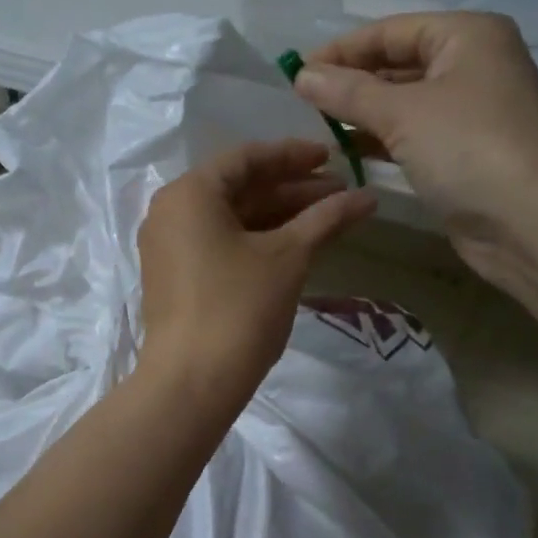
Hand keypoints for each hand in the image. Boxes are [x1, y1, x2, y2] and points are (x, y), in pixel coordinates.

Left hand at [137, 140, 374, 413]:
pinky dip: (257, 240)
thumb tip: (368, 198)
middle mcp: (171, 212)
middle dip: (292, 189)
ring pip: (231, 218)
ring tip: (329, 218)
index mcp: (189, 193)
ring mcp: (169, 246)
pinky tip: (296, 245)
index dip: (293, 156)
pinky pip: (220, 243)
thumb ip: (326, 219)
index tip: (332, 158)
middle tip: (340, 192)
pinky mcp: (175, 277)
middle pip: (239, 188)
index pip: (246, 158)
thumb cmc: (239, 307)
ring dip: (279, 216)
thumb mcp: (288, 257)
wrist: (193, 382)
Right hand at [293, 11, 537, 290]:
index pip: (391, 31)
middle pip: (399, 65)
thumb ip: (348, 92)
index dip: (343, 49)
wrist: (534, 222)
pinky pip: (415, 136)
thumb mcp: (402, 112)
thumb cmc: (470, 148)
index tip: (298, 72)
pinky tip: (349, 153)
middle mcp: (473, 66)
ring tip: (317, 128)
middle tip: (303, 103)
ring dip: (364, 115)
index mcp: (467, 37)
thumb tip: (302, 75)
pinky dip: (383, 142)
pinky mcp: (466, 154)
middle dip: (352, 83)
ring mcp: (472, 113)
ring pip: (406, 104)